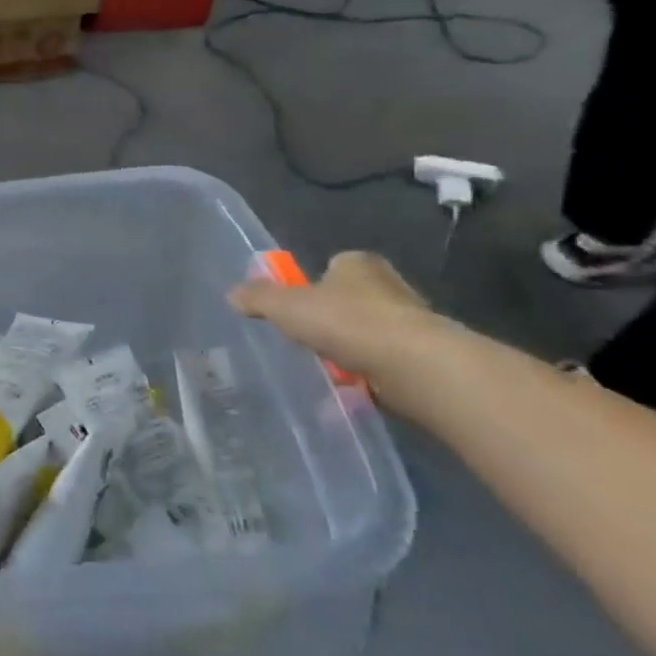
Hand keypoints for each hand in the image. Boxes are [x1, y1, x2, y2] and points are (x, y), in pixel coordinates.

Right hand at [229, 251, 454, 420]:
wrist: (415, 366)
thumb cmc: (347, 321)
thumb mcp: (286, 305)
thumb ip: (258, 297)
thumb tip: (232, 294)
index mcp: (357, 264)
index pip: (333, 265)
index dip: (312, 284)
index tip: (297, 306)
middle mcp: (389, 286)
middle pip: (350, 300)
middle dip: (331, 319)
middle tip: (305, 338)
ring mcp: (411, 323)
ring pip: (368, 333)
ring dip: (349, 350)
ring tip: (324, 368)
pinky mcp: (423, 358)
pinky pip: (384, 364)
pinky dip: (367, 376)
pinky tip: (348, 390)